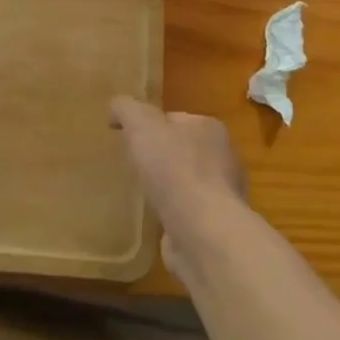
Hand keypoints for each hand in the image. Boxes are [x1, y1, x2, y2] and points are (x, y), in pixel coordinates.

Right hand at [110, 97, 246, 272]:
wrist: (203, 232)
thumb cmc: (174, 169)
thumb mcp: (141, 124)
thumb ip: (127, 109)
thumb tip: (116, 107)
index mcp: (209, 128)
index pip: (175, 119)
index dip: (150, 125)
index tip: (128, 138)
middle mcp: (222, 158)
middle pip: (182, 150)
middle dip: (160, 157)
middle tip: (133, 165)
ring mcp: (222, 195)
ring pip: (186, 183)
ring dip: (167, 188)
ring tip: (141, 194)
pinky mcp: (215, 227)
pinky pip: (187, 213)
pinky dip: (172, 215)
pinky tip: (155, 220)